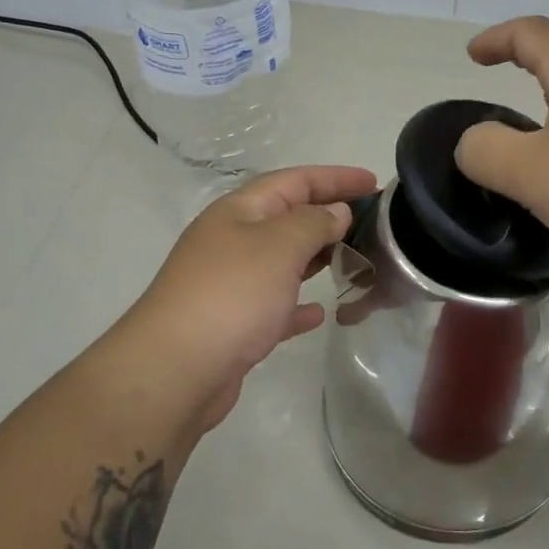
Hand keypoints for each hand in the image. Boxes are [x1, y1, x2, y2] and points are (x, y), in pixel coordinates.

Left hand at [125, 165, 376, 431]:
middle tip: (372, 223)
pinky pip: (274, 305)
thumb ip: (313, 223)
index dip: (334, 178)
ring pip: (282, 261)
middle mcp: (231, 241)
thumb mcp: (279, 246)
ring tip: (354, 259)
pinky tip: (320, 313)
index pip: (293, 181)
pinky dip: (298, 304)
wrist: (175, 370)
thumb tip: (335, 212)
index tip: (373, 182)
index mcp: (239, 212)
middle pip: (287, 218)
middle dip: (328, 215)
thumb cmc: (232, 295)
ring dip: (316, 257)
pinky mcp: (233, 325)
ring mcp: (230, 284)